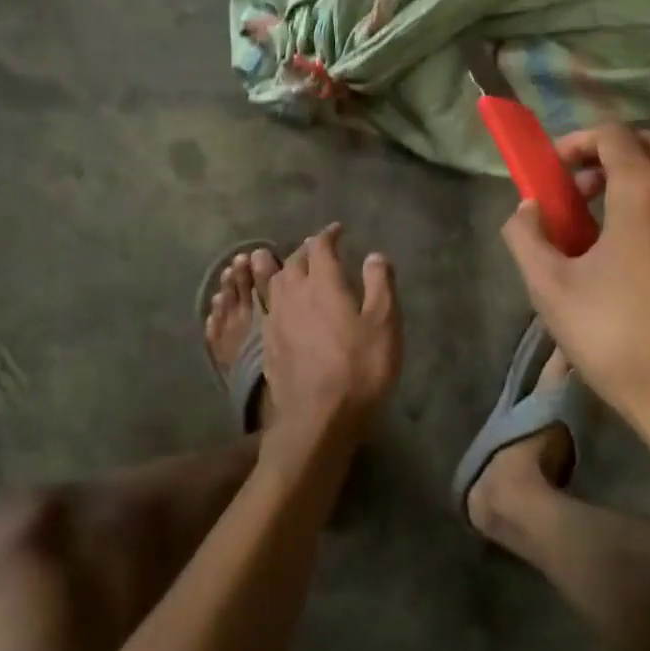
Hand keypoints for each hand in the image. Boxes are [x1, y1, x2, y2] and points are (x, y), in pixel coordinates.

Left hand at [263, 224, 401, 446]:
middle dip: (306, 250)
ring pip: (274, 282)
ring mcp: (275, 320)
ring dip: (282, 268)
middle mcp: (294, 294)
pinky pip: (265, 307)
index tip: (337, 230)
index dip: (328, 235)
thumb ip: (380, 285)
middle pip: (294, 262)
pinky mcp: (267, 344)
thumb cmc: (358, 369)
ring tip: (288, 265)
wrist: (316, 420)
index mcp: (322, 283)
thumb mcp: (384, 325)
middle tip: (317, 248)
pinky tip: (277, 303)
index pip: (320, 247)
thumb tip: (374, 255)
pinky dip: (270, 295)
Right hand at [500, 126, 649, 459]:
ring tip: (620, 232)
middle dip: (611, 160)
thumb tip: (529, 208)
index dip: (577, 143)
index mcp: (647, 190)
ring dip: (647, 186)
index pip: (612, 134)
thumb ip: (525, 235)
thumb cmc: (621, 342)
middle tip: (584, 197)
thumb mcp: (550, 289)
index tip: (557, 173)